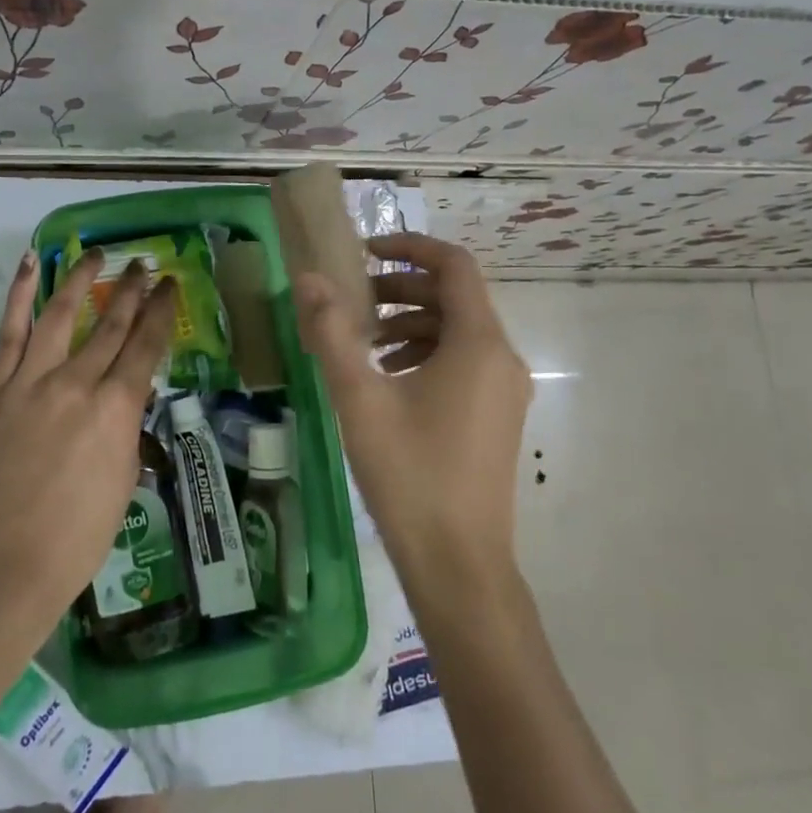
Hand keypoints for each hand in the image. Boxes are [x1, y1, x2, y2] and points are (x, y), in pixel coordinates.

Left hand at [0, 248, 175, 626]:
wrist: (3, 565)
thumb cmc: (77, 537)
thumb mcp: (123, 480)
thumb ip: (125, 430)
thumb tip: (123, 400)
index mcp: (116, 409)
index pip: (146, 345)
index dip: (161, 310)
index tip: (170, 284)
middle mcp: (78, 383)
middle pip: (111, 324)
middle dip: (132, 289)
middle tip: (144, 264)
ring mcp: (31, 382)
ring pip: (61, 314)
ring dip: (82, 279)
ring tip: (96, 254)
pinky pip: (10, 333)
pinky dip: (20, 295)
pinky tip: (30, 265)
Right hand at [295, 233, 530, 590]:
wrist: (459, 565)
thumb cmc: (410, 474)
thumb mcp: (359, 397)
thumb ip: (332, 331)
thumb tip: (307, 278)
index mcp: (479, 343)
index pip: (454, 265)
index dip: (409, 247)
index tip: (365, 251)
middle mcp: (502, 358)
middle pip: (455, 297)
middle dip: (401, 290)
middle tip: (353, 300)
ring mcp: (504, 390)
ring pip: (458, 331)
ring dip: (410, 324)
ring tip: (363, 345)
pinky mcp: (497, 416)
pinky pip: (463, 362)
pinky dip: (425, 354)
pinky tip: (388, 380)